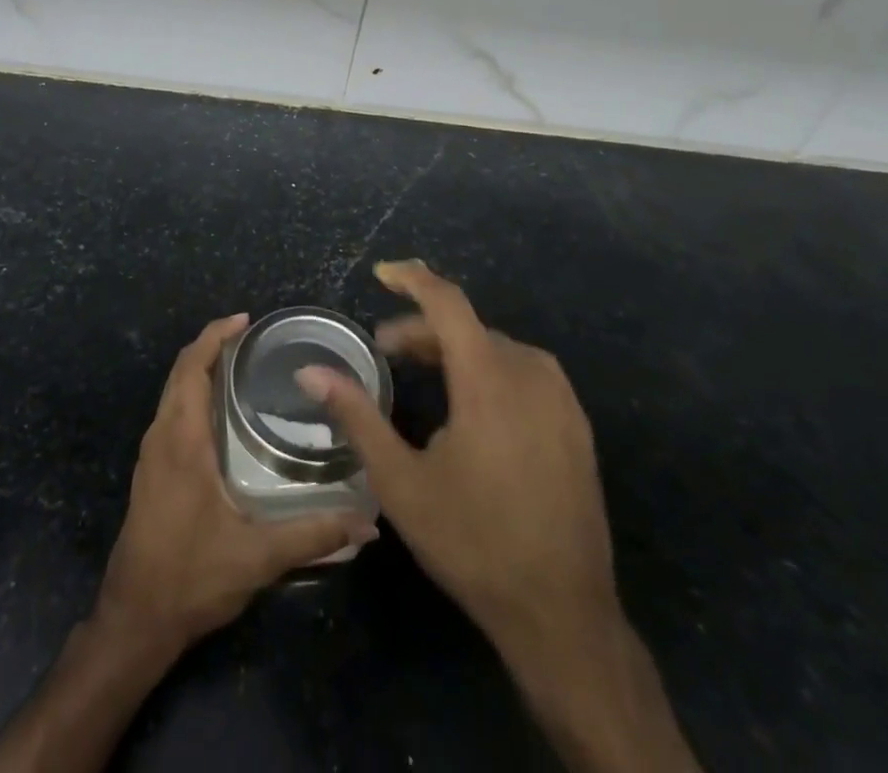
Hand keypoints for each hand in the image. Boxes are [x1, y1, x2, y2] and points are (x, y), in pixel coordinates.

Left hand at [94, 313, 377, 657]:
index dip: (215, 336)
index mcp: (182, 440)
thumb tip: (368, 523)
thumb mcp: (257, 557)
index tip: (245, 320)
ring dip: (200, 369)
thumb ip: (313, 535)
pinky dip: (192, 393)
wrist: (134, 620)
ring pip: (173, 392)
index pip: (192, 368)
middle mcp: (161, 436)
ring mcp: (151, 454)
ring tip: (240, 365)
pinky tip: (220, 412)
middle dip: (211, 346)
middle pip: (181, 372)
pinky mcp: (151, 471)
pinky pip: (171, 412)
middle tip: (251, 337)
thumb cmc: (191, 577)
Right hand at [296, 262, 613, 662]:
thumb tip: (310, 370)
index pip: (448, 302)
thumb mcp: (400, 480)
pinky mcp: (577, 425)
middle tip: (387, 350)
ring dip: (456, 349)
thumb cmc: (472, 541)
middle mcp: (530, 374)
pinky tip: (472, 404)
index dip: (413, 279)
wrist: (562, 614)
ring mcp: (561, 400)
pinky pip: (525, 372)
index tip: (382, 273)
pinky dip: (489, 368)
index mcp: (488, 379)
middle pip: (469, 327)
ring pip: (498, 348)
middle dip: (424, 329)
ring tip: (424, 373)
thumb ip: (356, 415)